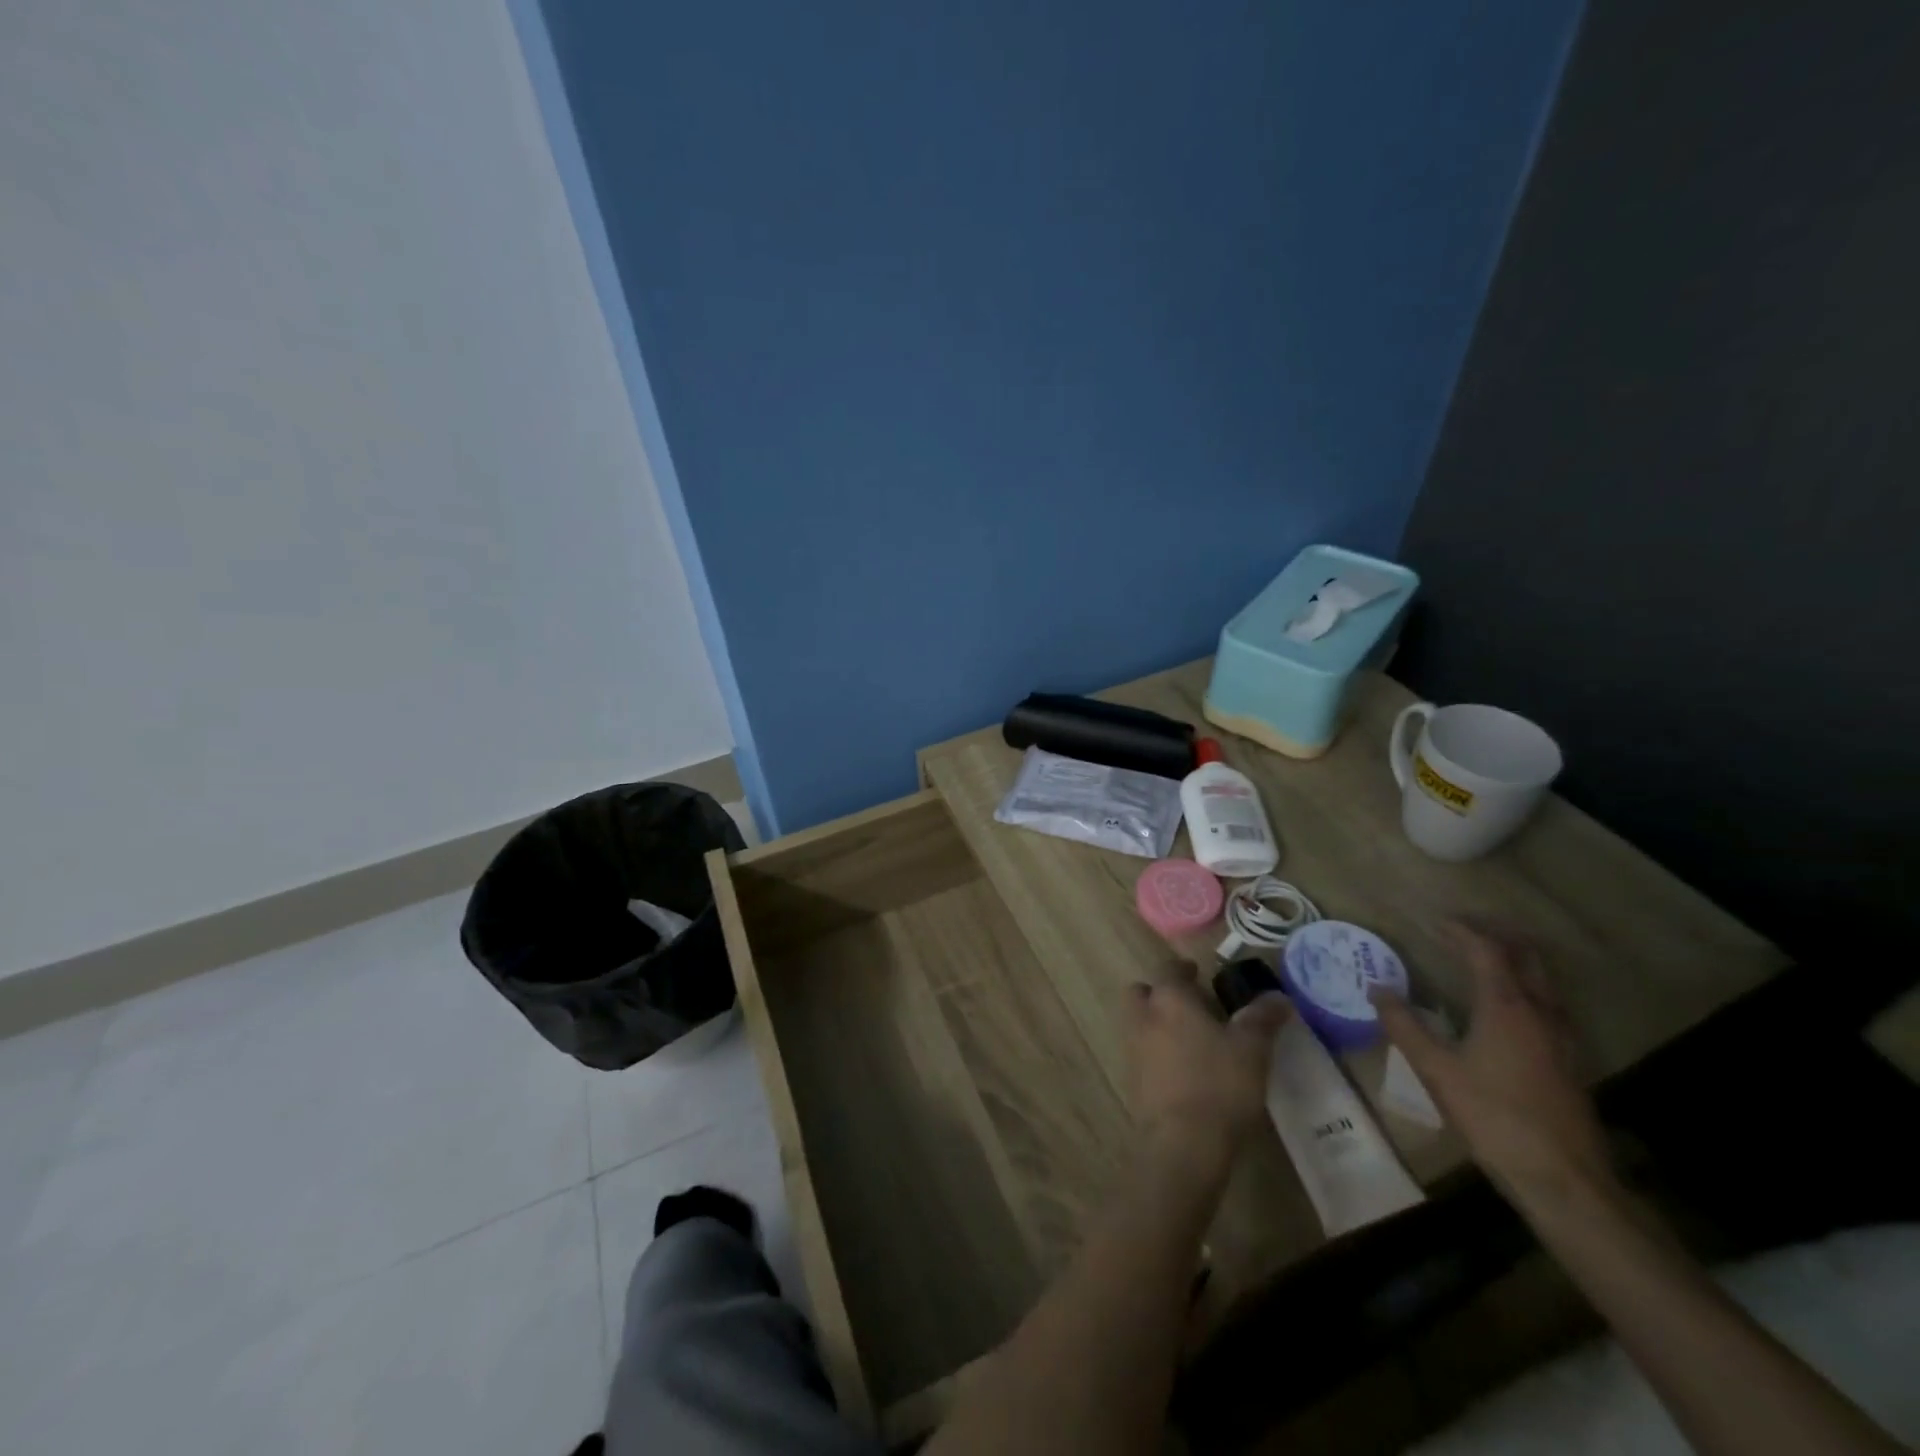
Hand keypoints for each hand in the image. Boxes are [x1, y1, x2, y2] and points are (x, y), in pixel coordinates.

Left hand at [1126, 963, 1287, 1174]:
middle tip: (1192, 1007)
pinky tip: (1185, 1071)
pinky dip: (1157, 1053)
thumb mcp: (1252, 1048)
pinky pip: (1142, 1053)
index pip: (1168, 969)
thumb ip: (1262, 1018)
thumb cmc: (1218, 1084)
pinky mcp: (1132, 1080)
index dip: (1183, 969)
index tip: (1198, 973)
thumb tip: (1278, 996)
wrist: (1181, 1143)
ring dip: (1158, 1023)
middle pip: (1143, 993)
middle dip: (1162, 994)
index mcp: (1169, 999)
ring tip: (1193, 1041)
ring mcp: (1132, 1049)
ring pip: (1140, 1022)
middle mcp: (1143, 1017)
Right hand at [1371, 921, 1615, 1207]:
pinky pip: (1548, 1004)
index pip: (1486, 950)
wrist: (1564, 1179)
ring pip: (1543, 979)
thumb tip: (1377, 989)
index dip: (1459, 931)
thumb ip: (1404, 1026)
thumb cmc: (1494, 1117)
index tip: (1432, 922)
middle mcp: (1540, 1011)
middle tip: (1462, 931)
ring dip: (1513, 959)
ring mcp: (1562, 1036)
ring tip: (1482, 960)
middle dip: (1494, 936)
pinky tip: (1506, 1009)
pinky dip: (1525, 987)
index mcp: (1507, 1006)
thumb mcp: (1436, 1070)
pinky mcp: (1569, 1060)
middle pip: (1525, 955)